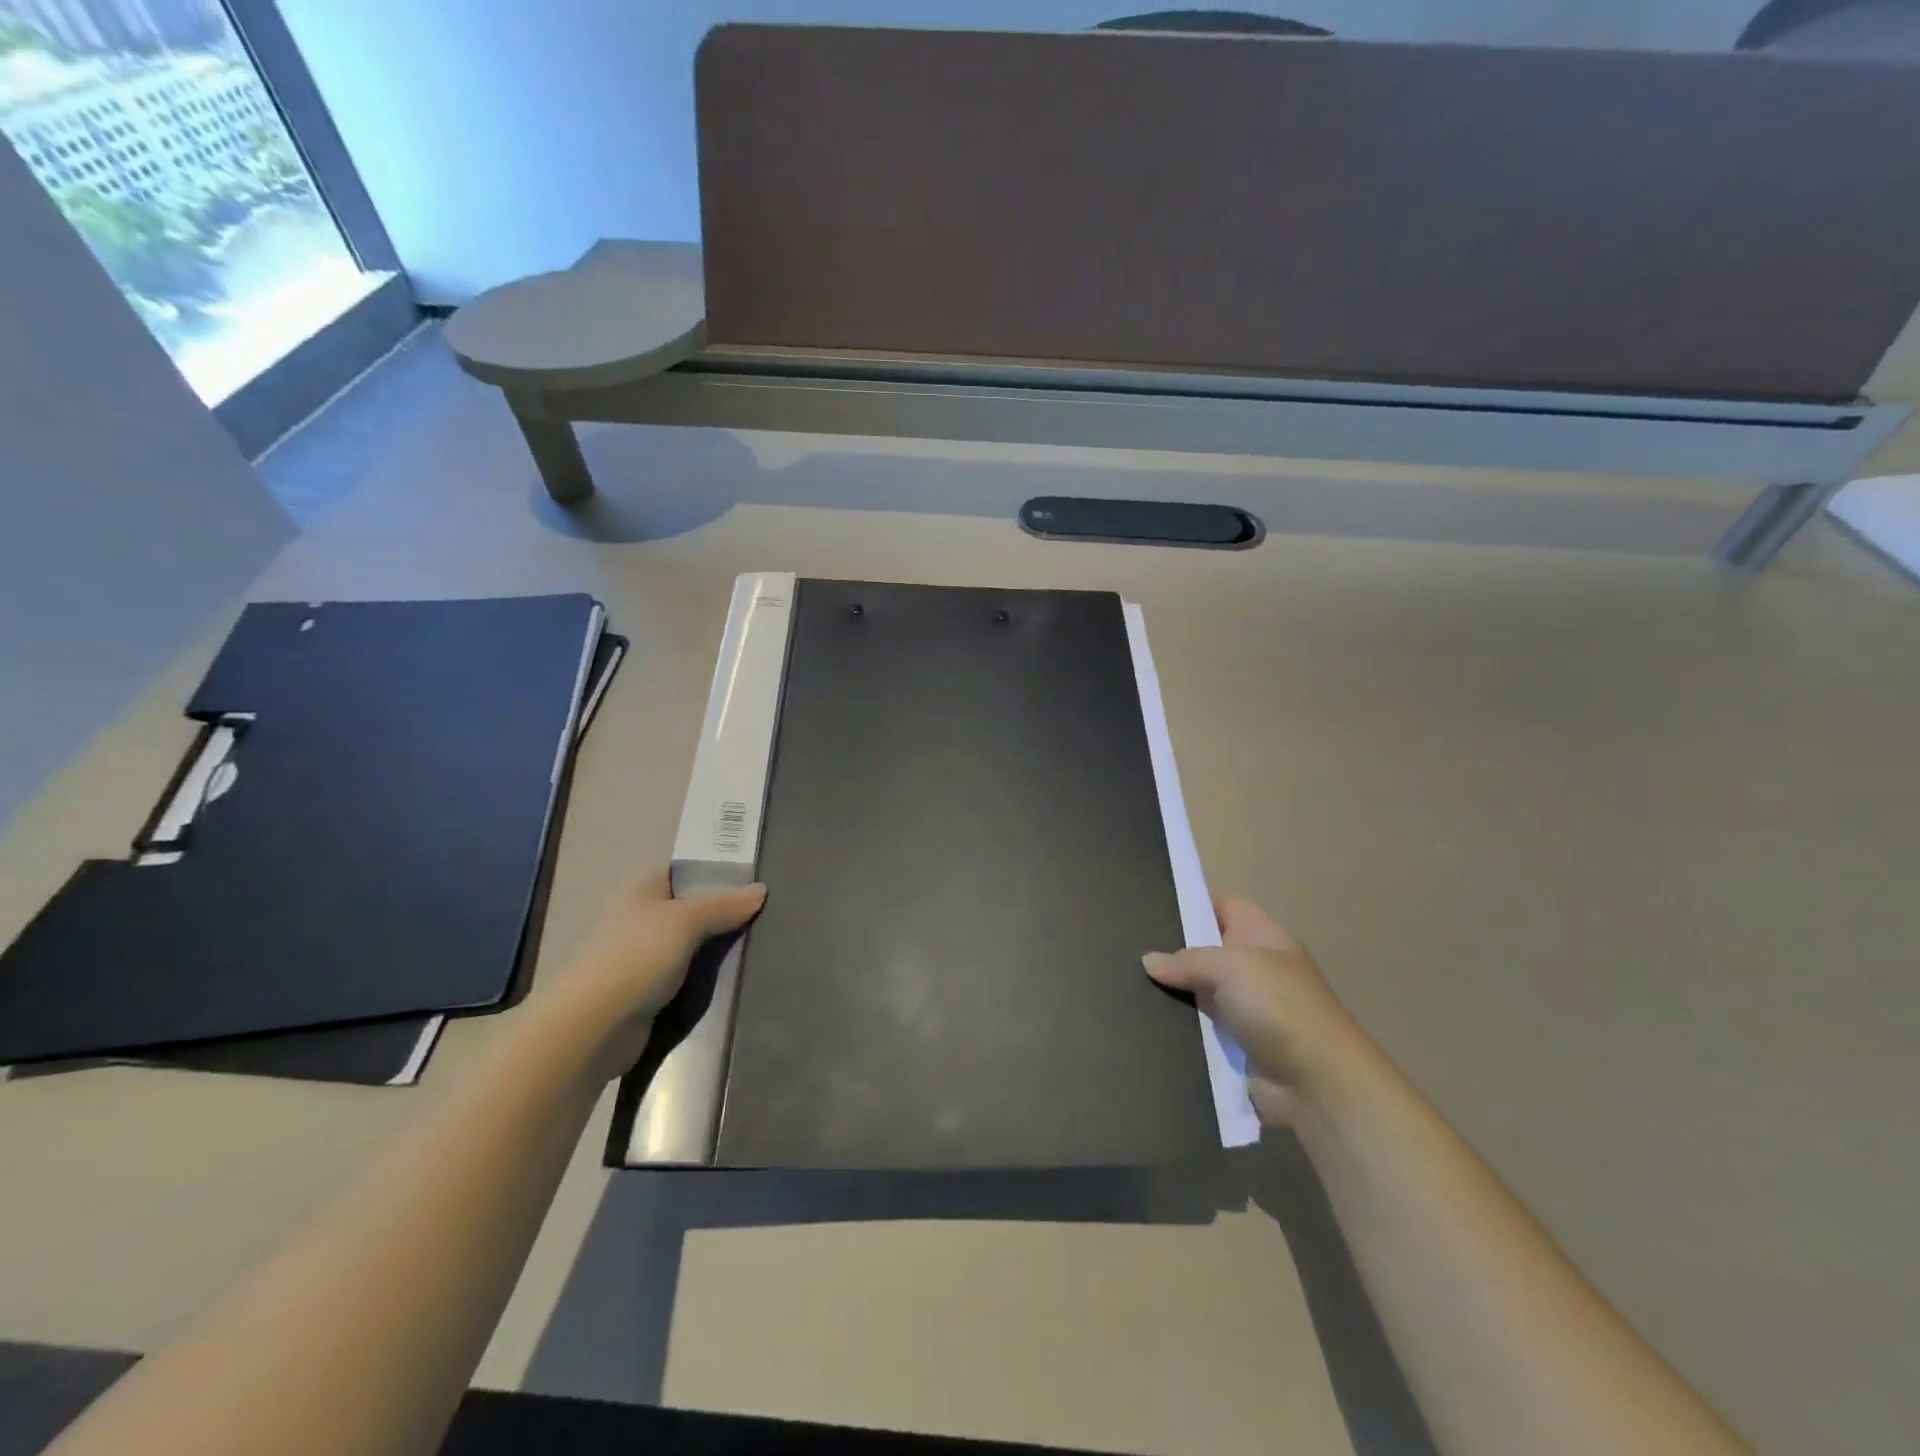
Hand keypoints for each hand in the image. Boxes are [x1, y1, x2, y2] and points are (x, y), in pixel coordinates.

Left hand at [542, 870, 765, 1078]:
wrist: (592, 1028)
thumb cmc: (636, 958)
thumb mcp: (686, 920)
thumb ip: (724, 904)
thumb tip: (761, 889)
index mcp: (642, 889)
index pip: (685, 869)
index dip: (717, 870)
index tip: (755, 878)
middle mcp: (640, 917)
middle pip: (691, 907)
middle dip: (724, 912)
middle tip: (768, 913)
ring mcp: (642, 957)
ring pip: (691, 944)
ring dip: (717, 948)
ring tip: (761, 944)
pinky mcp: (647, 992)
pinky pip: (686, 976)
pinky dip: (706, 978)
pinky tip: (736, 977)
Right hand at [1144, 898, 1364, 1125]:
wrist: (1317, 1082)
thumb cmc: (1278, 1006)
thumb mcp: (1229, 967)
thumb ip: (1186, 960)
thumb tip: (1149, 961)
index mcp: (1265, 937)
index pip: (1227, 908)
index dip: (1195, 907)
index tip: (1155, 912)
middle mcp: (1258, 968)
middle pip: (1210, 951)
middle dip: (1176, 953)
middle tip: (1131, 949)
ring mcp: (1250, 1009)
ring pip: (1202, 992)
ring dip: (1176, 994)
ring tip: (1129, 984)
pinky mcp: (1240, 1045)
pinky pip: (1204, 1028)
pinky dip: (1182, 1027)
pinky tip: (1147, 1020)